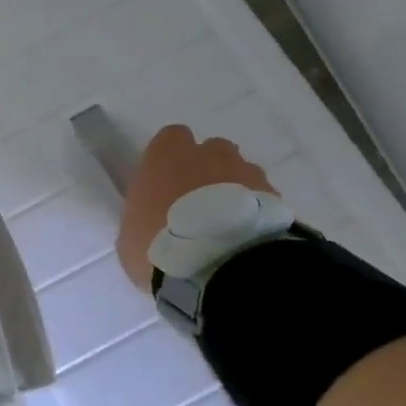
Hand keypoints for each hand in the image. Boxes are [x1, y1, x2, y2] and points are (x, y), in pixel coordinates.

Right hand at [116, 125, 277, 291]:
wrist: (220, 267)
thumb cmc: (160, 247)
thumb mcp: (131, 235)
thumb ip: (143, 214)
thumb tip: (152, 215)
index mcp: (166, 156)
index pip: (170, 138)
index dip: (170, 159)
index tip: (166, 184)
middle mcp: (208, 154)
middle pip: (211, 151)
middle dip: (207, 171)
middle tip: (199, 206)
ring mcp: (245, 172)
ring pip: (240, 172)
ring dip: (234, 192)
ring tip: (228, 227)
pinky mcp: (275, 197)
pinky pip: (263, 198)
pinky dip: (256, 213)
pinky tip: (247, 239)